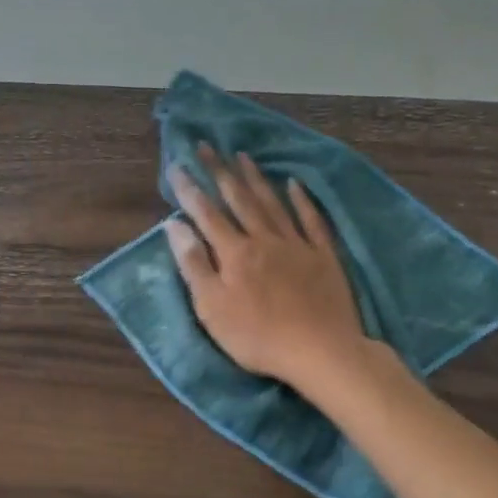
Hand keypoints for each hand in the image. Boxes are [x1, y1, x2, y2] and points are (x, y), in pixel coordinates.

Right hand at [166, 148, 366, 391]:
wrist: (321, 351)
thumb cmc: (257, 336)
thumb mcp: (212, 307)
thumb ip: (193, 264)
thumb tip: (174, 225)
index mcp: (234, 253)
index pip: (206, 213)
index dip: (189, 190)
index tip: (177, 166)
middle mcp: (264, 239)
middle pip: (239, 199)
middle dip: (220, 171)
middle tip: (207, 146)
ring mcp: (297, 245)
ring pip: (272, 203)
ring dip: (256, 178)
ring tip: (242, 156)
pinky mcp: (324, 256)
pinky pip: (311, 220)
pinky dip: (302, 200)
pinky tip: (295, 184)